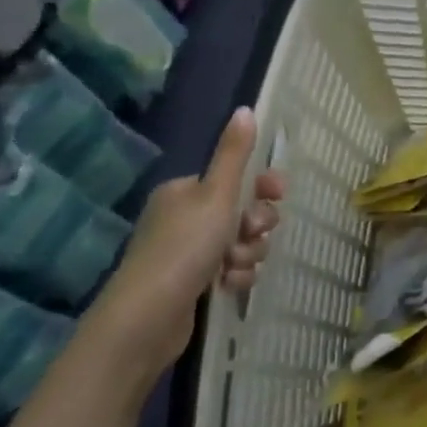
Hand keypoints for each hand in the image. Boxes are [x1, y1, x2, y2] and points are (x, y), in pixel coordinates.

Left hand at [91, 107, 283, 375]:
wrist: (147, 318)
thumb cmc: (184, 247)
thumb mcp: (215, 194)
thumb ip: (234, 154)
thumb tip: (245, 109)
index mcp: (185, 191)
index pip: (235, 178)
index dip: (262, 186)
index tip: (279, 193)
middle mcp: (184, 218)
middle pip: (242, 211)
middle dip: (255, 225)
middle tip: (250, 234)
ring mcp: (187, 253)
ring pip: (241, 243)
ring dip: (248, 253)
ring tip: (233, 266)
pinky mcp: (193, 284)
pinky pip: (231, 271)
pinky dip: (236, 277)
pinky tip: (228, 286)